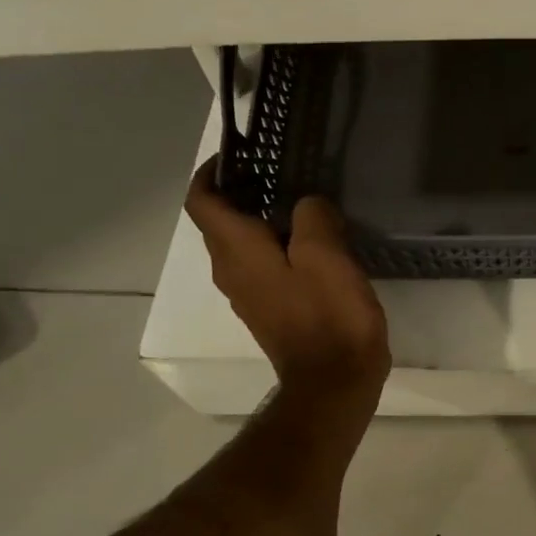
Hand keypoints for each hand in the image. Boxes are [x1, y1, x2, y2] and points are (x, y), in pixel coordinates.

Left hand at [185, 158, 390, 406]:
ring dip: (260, 220)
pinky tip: (313, 245)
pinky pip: (261, 267)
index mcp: (237, 251)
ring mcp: (249, 295)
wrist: (334, 382)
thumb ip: (312, 218)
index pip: (201, 201)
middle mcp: (231, 271)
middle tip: (283, 173)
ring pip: (241, 245)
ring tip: (303, 204)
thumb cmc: (329, 317)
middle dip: (242, 192)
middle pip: (219, 222)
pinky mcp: (270, 312)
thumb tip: (306, 204)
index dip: (212, 172)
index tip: (242, 154)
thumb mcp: (326, 256)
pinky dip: (275, 246)